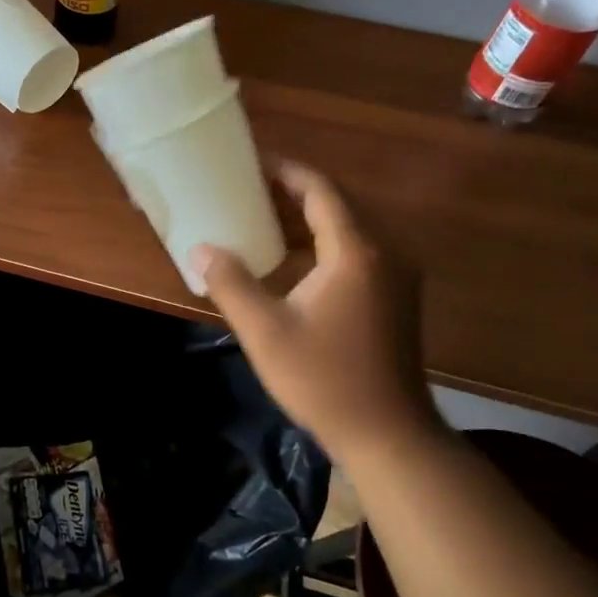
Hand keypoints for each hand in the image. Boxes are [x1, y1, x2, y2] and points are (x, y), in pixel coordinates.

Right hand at [190, 160, 435, 455]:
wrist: (388, 435)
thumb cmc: (325, 380)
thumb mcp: (265, 332)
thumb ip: (230, 283)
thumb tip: (200, 249)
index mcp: (356, 253)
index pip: (321, 191)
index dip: (286, 171)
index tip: (252, 161)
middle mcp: (385, 253)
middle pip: (339, 204)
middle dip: (294, 192)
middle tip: (249, 188)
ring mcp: (397, 276)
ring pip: (350, 228)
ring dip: (308, 218)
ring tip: (263, 216)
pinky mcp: (397, 298)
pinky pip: (358, 251)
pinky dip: (324, 243)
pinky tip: (292, 260)